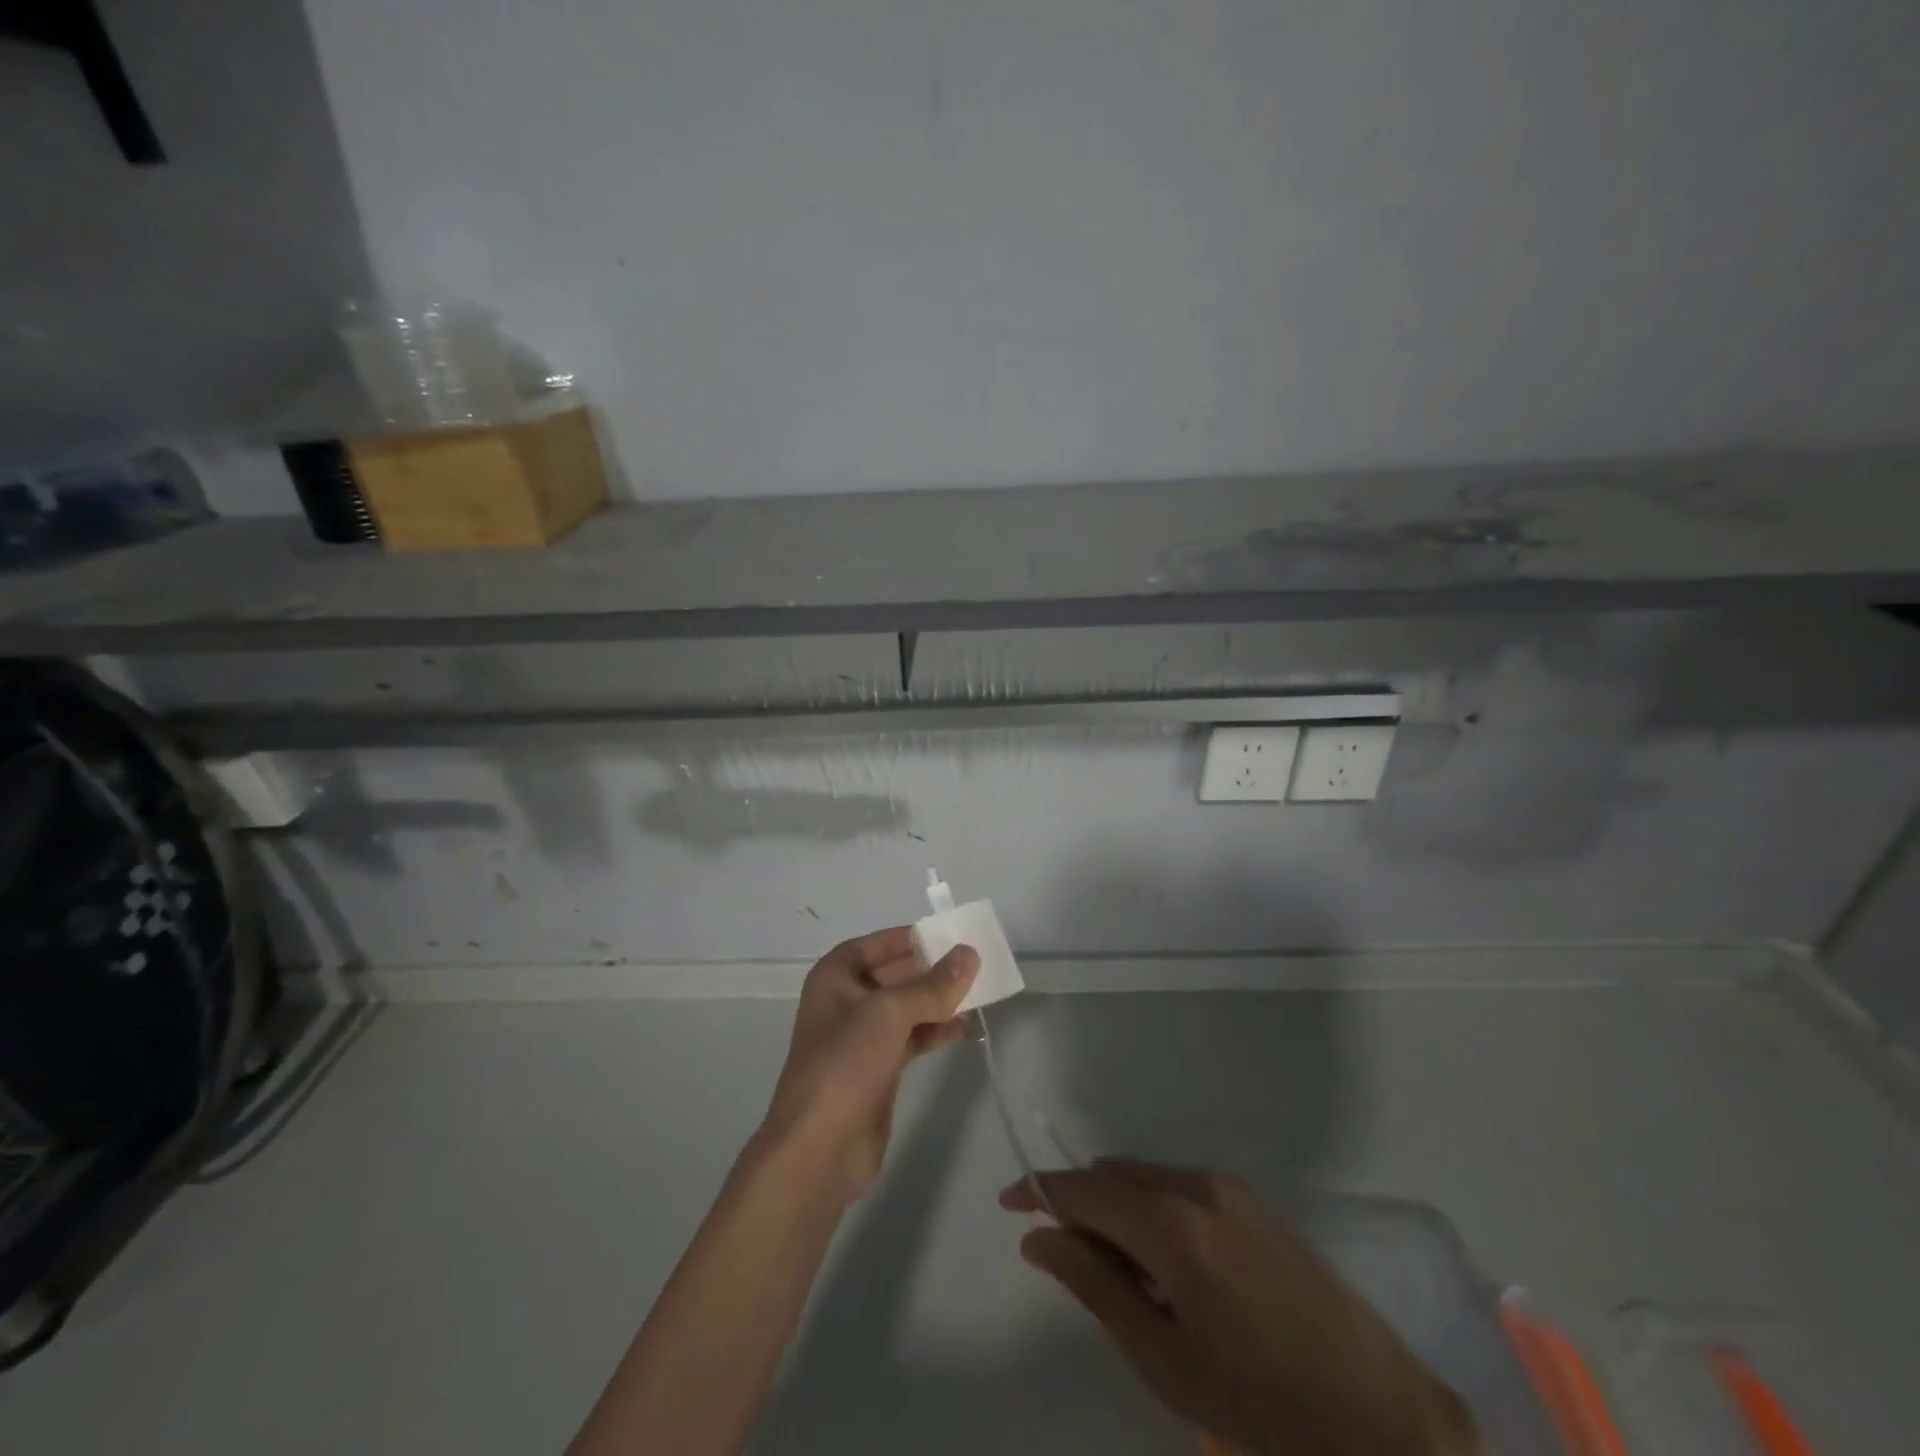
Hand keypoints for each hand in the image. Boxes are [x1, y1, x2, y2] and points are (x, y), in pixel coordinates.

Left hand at [759, 927, 978, 1202]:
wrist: (820, 1148)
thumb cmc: (846, 1063)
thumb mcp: (890, 1013)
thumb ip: (932, 985)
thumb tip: (969, 954)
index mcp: (835, 977)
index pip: (876, 944)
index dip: (908, 937)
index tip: (947, 934)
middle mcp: (846, 1001)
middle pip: (895, 974)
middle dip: (932, 969)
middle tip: (975, 962)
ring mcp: (863, 1037)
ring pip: (908, 1007)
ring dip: (939, 1000)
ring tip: (980, 992)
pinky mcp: (879, 1068)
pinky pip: (913, 1036)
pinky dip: (937, 1029)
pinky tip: (965, 1028)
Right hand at [1003, 1160, 1479, 1455]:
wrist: (1383, 1416)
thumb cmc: (1262, 1406)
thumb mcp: (1165, 1360)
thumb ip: (1095, 1286)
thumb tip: (1038, 1238)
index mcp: (1172, 1225)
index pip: (1084, 1189)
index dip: (1039, 1191)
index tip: (1008, 1204)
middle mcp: (1197, 1185)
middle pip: (1113, 1176)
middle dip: (1081, 1206)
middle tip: (1073, 1265)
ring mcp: (1230, 1187)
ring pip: (1146, 1179)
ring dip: (1119, 1210)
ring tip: (1127, 1280)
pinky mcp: (1253, 1200)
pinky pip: (1180, 1188)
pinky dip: (1154, 1212)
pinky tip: (1172, 1271)